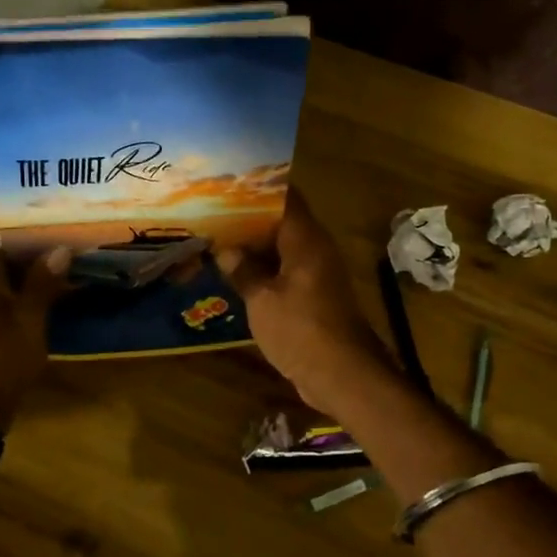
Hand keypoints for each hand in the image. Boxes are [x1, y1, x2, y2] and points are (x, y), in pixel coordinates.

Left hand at [0, 209, 70, 430]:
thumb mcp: (27, 322)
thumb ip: (42, 284)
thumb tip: (60, 248)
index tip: (27, 188)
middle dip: (19, 225)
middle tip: (57, 211)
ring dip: (22, 253)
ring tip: (61, 237)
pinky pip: (0, 286)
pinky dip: (22, 278)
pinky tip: (52, 277)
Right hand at [219, 192, 398, 413]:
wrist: (342, 374)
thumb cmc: (301, 330)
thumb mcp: (262, 300)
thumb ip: (244, 271)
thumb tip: (227, 251)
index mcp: (306, 239)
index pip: (286, 196)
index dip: (259, 187)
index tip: (229, 182)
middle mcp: (315, 249)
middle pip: (282, 222)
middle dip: (250, 218)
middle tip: (213, 213)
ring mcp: (317, 274)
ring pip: (283, 249)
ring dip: (255, 247)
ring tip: (218, 240)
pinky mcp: (315, 297)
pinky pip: (286, 272)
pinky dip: (264, 270)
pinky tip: (237, 275)